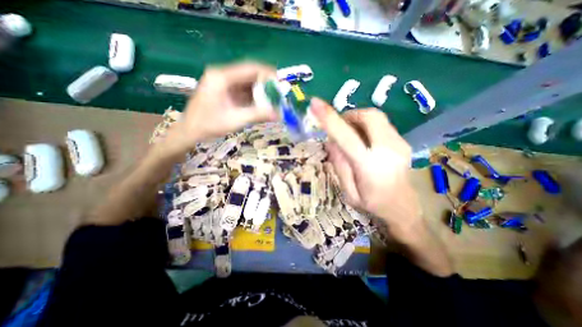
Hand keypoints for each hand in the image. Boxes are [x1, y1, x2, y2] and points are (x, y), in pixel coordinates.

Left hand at [162, 63, 277, 154]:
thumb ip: (257, 115)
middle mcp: (222, 75)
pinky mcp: (225, 91)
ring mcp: (223, 83)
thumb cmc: (208, 125)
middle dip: (266, 85)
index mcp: (222, 77)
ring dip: (261, 92)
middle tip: (278, 96)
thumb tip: (278, 114)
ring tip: (273, 102)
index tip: (280, 86)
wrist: (189, 132)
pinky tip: (261, 105)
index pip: (250, 68)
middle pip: (250, 74)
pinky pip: (243, 91)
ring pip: (248, 83)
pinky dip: (254, 97)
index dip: (268, 75)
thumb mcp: (235, 120)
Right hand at [312, 99, 420, 235]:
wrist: (403, 208)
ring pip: (376, 117)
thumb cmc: (372, 203)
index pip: (346, 136)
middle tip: (339, 126)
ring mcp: (400, 144)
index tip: (315, 103)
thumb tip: (331, 140)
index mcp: (369, 166)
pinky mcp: (403, 141)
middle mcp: (388, 149)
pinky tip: (364, 140)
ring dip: (358, 120)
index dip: (330, 118)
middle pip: (368, 116)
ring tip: (350, 134)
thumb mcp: (347, 190)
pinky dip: (367, 125)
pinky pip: (382, 124)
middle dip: (349, 115)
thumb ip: (339, 164)